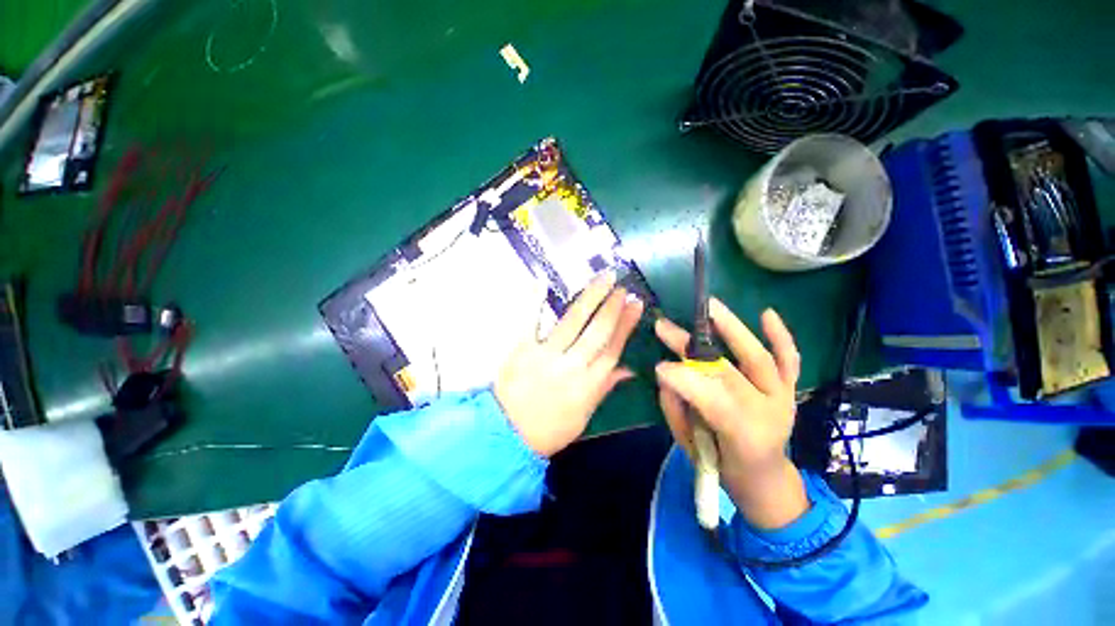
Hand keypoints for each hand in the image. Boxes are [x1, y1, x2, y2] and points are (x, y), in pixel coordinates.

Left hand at [495, 272, 643, 456]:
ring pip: (573, 322)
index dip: (626, 325)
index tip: (635, 305)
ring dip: (590, 298)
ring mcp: (546, 354)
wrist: (507, 436)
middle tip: (622, 287)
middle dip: (613, 307)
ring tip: (603, 279)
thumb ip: (604, 388)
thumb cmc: (549, 430)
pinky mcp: (522, 349)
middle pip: (598, 331)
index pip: (613, 348)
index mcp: (588, 385)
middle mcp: (572, 365)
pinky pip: (531, 322)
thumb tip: (628, 370)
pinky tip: (542, 282)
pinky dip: (535, 301)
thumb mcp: (583, 416)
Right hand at [655, 298, 808, 529]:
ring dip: (732, 330)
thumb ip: (676, 408)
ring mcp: (782, 397)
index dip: (685, 382)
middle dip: (691, 349)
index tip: (658, 366)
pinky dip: (780, 337)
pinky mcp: (788, 389)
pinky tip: (767, 313)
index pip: (711, 402)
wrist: (763, 477)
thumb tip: (665, 373)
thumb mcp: (691, 445)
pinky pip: (789, 361)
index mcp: (743, 437)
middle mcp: (769, 413)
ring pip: (759, 359)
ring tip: (709, 307)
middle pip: (728, 374)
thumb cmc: (720, 462)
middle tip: (664, 327)